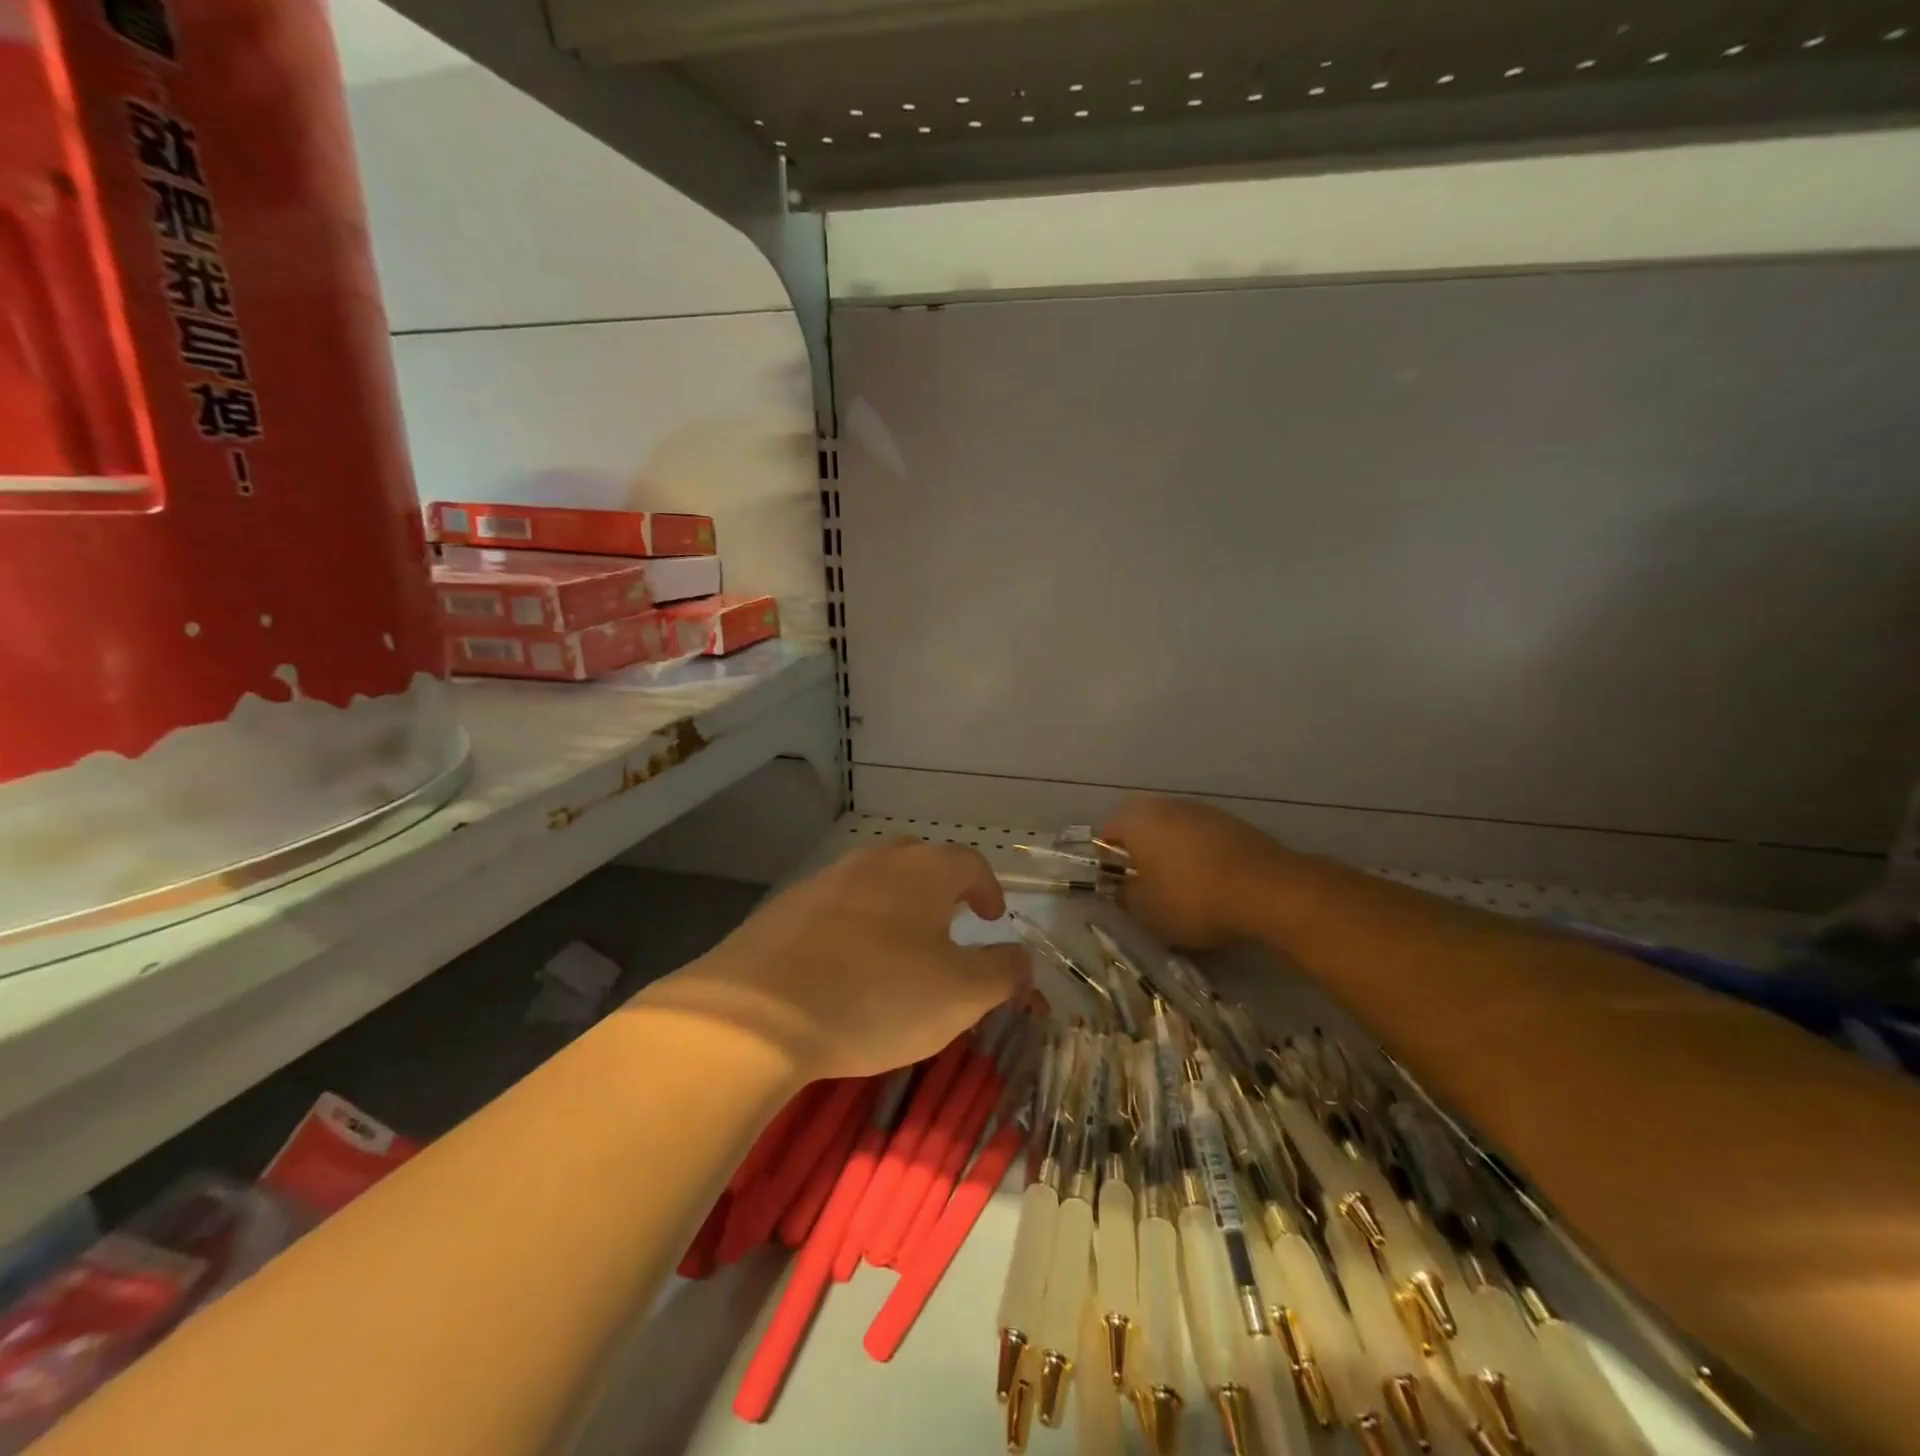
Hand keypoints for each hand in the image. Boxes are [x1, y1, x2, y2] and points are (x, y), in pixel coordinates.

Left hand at [647, 840, 1029, 1080]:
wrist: (757, 1013)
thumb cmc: (877, 996)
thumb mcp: (960, 995)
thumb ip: (1002, 973)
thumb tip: (1023, 959)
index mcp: (923, 871)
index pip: (969, 862)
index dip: (988, 888)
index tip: (993, 917)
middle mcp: (874, 862)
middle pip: (918, 860)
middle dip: (940, 888)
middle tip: (948, 925)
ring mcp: (824, 881)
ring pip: (872, 881)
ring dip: (894, 905)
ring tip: (897, 948)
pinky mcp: (784, 909)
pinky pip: (833, 907)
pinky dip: (852, 926)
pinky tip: (843, 966)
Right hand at [1101, 796, 1292, 950]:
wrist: (1269, 890)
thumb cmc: (1192, 897)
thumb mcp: (1146, 910)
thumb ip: (1124, 896)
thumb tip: (1121, 888)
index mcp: (1137, 818)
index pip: (1106, 833)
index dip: (1107, 863)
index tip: (1119, 890)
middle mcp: (1167, 805)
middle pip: (1142, 829)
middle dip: (1141, 857)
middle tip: (1147, 891)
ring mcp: (1204, 811)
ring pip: (1174, 833)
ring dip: (1172, 857)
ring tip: (1182, 892)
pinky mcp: (1234, 824)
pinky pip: (1204, 840)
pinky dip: (1201, 859)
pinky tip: (1213, 886)